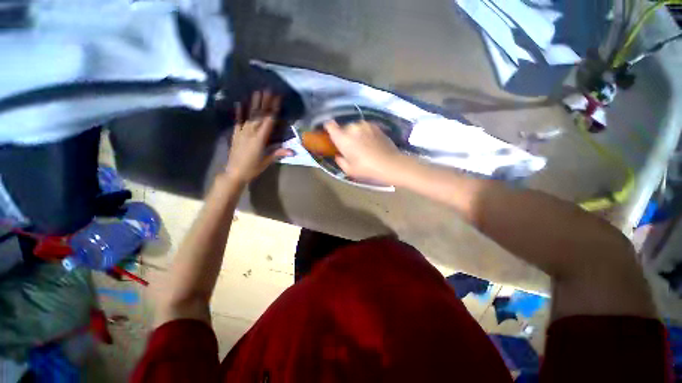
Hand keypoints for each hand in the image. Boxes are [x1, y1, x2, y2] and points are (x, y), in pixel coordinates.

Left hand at [225, 91, 292, 182]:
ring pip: (249, 115)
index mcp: (260, 139)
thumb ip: (278, 153)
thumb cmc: (253, 168)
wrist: (234, 172)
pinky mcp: (235, 134)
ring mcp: (241, 132)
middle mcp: (250, 132)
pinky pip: (238, 121)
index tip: (277, 99)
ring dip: (254, 104)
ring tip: (257, 92)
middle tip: (269, 90)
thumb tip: (293, 151)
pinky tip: (240, 103)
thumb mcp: (267, 161)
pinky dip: (239, 112)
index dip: (273, 109)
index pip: (268, 121)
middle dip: (265, 102)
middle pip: (259, 115)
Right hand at [324, 120, 403, 183]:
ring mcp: (365, 125)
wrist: (389, 163)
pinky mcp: (375, 125)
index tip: (331, 134)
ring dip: (355, 134)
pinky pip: (365, 128)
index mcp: (343, 138)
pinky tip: (371, 143)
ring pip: (355, 127)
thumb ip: (340, 160)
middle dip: (344, 135)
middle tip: (350, 147)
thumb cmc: (366, 169)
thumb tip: (338, 155)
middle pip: (343, 128)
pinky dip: (365, 133)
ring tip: (362, 145)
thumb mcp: (349, 170)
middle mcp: (352, 127)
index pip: (330, 125)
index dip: (329, 128)